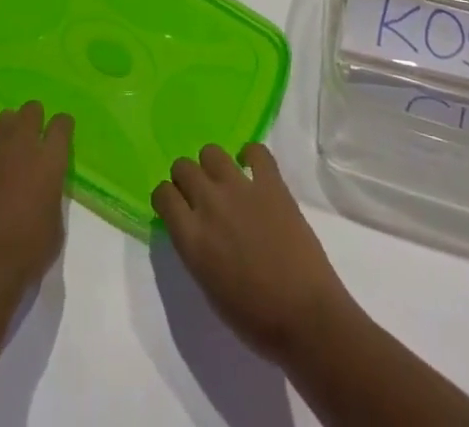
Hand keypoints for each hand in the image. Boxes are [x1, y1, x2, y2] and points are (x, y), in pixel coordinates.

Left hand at [0, 102, 73, 312]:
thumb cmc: (27, 255)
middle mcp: (21, 147)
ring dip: (8, 128)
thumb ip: (52, 193)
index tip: (60, 133)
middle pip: (31, 111)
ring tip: (7, 145)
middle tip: (33, 134)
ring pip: (2, 120)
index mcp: (48, 161)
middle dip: (35, 118)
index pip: (61, 124)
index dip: (62, 126)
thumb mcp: (56, 225)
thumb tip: (45, 183)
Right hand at [151, 142, 357, 362]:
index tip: (175, 207)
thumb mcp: (208, 287)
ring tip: (224, 182)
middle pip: (183, 167)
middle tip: (200, 196)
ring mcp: (241, 188)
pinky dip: (251, 156)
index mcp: (191, 238)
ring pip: (211, 152)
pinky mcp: (271, 182)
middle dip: (186, 179)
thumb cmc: (254, 318)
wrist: (305, 317)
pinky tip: (253, 170)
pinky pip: (256, 151)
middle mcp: (210, 204)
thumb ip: (195, 249)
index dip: (167, 198)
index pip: (162, 194)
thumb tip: (193, 227)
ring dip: (213, 166)